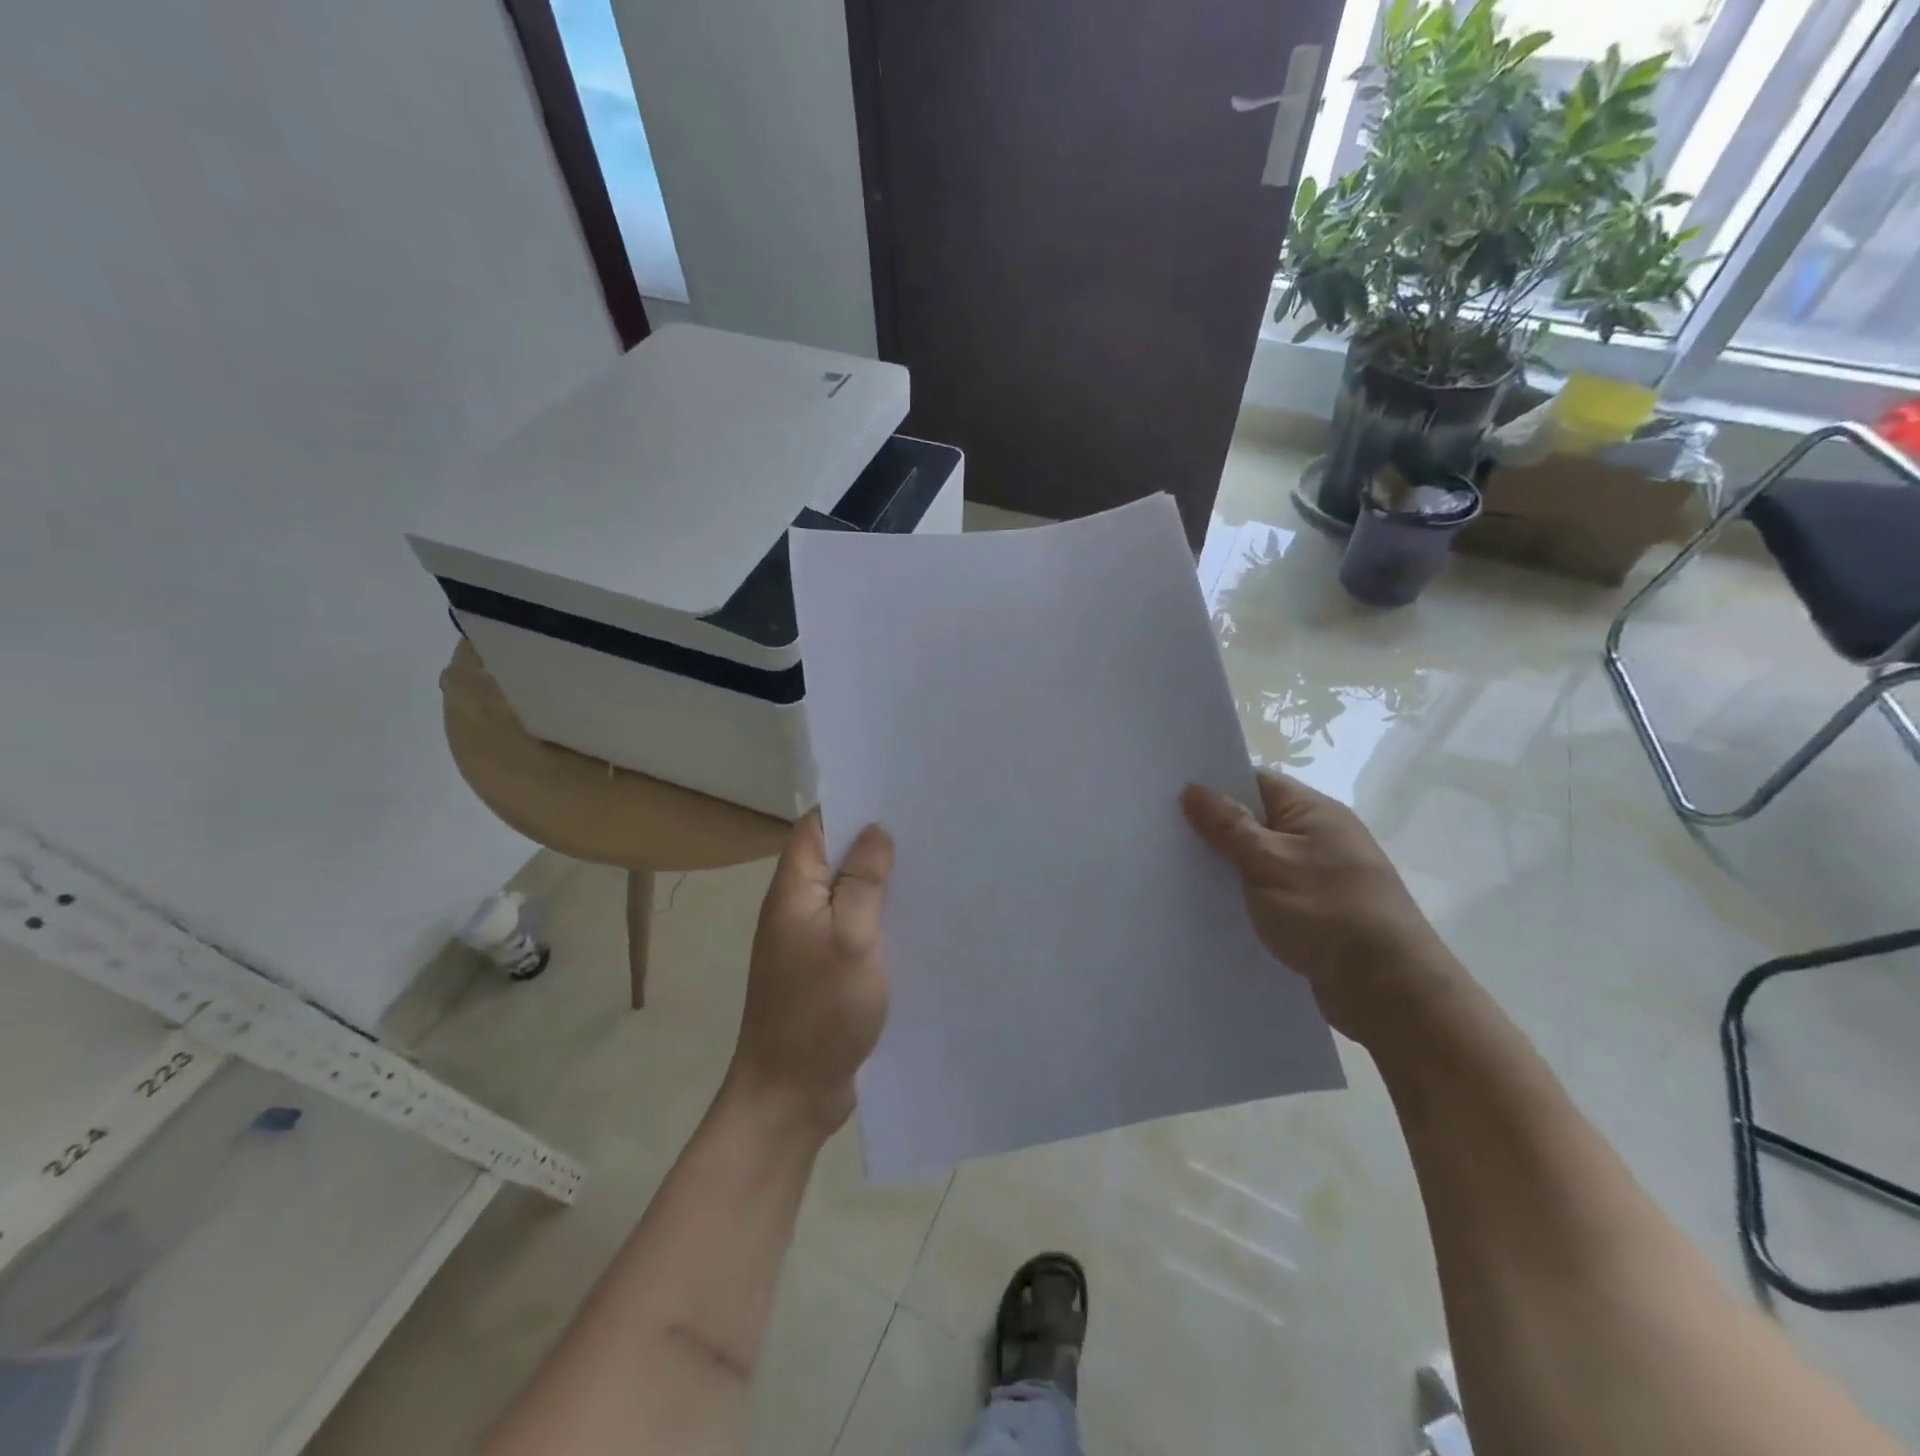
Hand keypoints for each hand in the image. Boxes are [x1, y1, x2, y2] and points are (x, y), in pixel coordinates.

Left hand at [727, 811, 893, 1138]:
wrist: (790, 1095)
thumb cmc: (821, 1012)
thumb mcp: (851, 939)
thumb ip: (863, 881)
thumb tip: (875, 830)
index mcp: (793, 892)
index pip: (815, 827)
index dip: (850, 806)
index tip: (894, 795)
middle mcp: (796, 909)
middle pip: (833, 857)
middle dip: (873, 841)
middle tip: (925, 827)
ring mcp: (808, 941)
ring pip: (846, 893)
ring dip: (879, 880)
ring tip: (929, 864)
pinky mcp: (824, 969)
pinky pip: (853, 927)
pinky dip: (879, 917)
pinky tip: (914, 918)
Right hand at [1181, 770, 1461, 1044]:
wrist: (1389, 990)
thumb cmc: (1328, 912)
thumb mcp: (1269, 862)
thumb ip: (1228, 825)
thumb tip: (1192, 788)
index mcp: (1315, 812)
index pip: (1256, 782)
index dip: (1215, 785)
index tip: (1171, 796)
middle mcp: (1321, 837)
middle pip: (1256, 820)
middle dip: (1215, 828)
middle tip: (1164, 836)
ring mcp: (1321, 877)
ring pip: (1260, 860)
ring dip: (1228, 867)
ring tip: (1177, 872)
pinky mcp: (1317, 913)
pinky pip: (1270, 892)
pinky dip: (1244, 896)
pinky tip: (1213, 908)